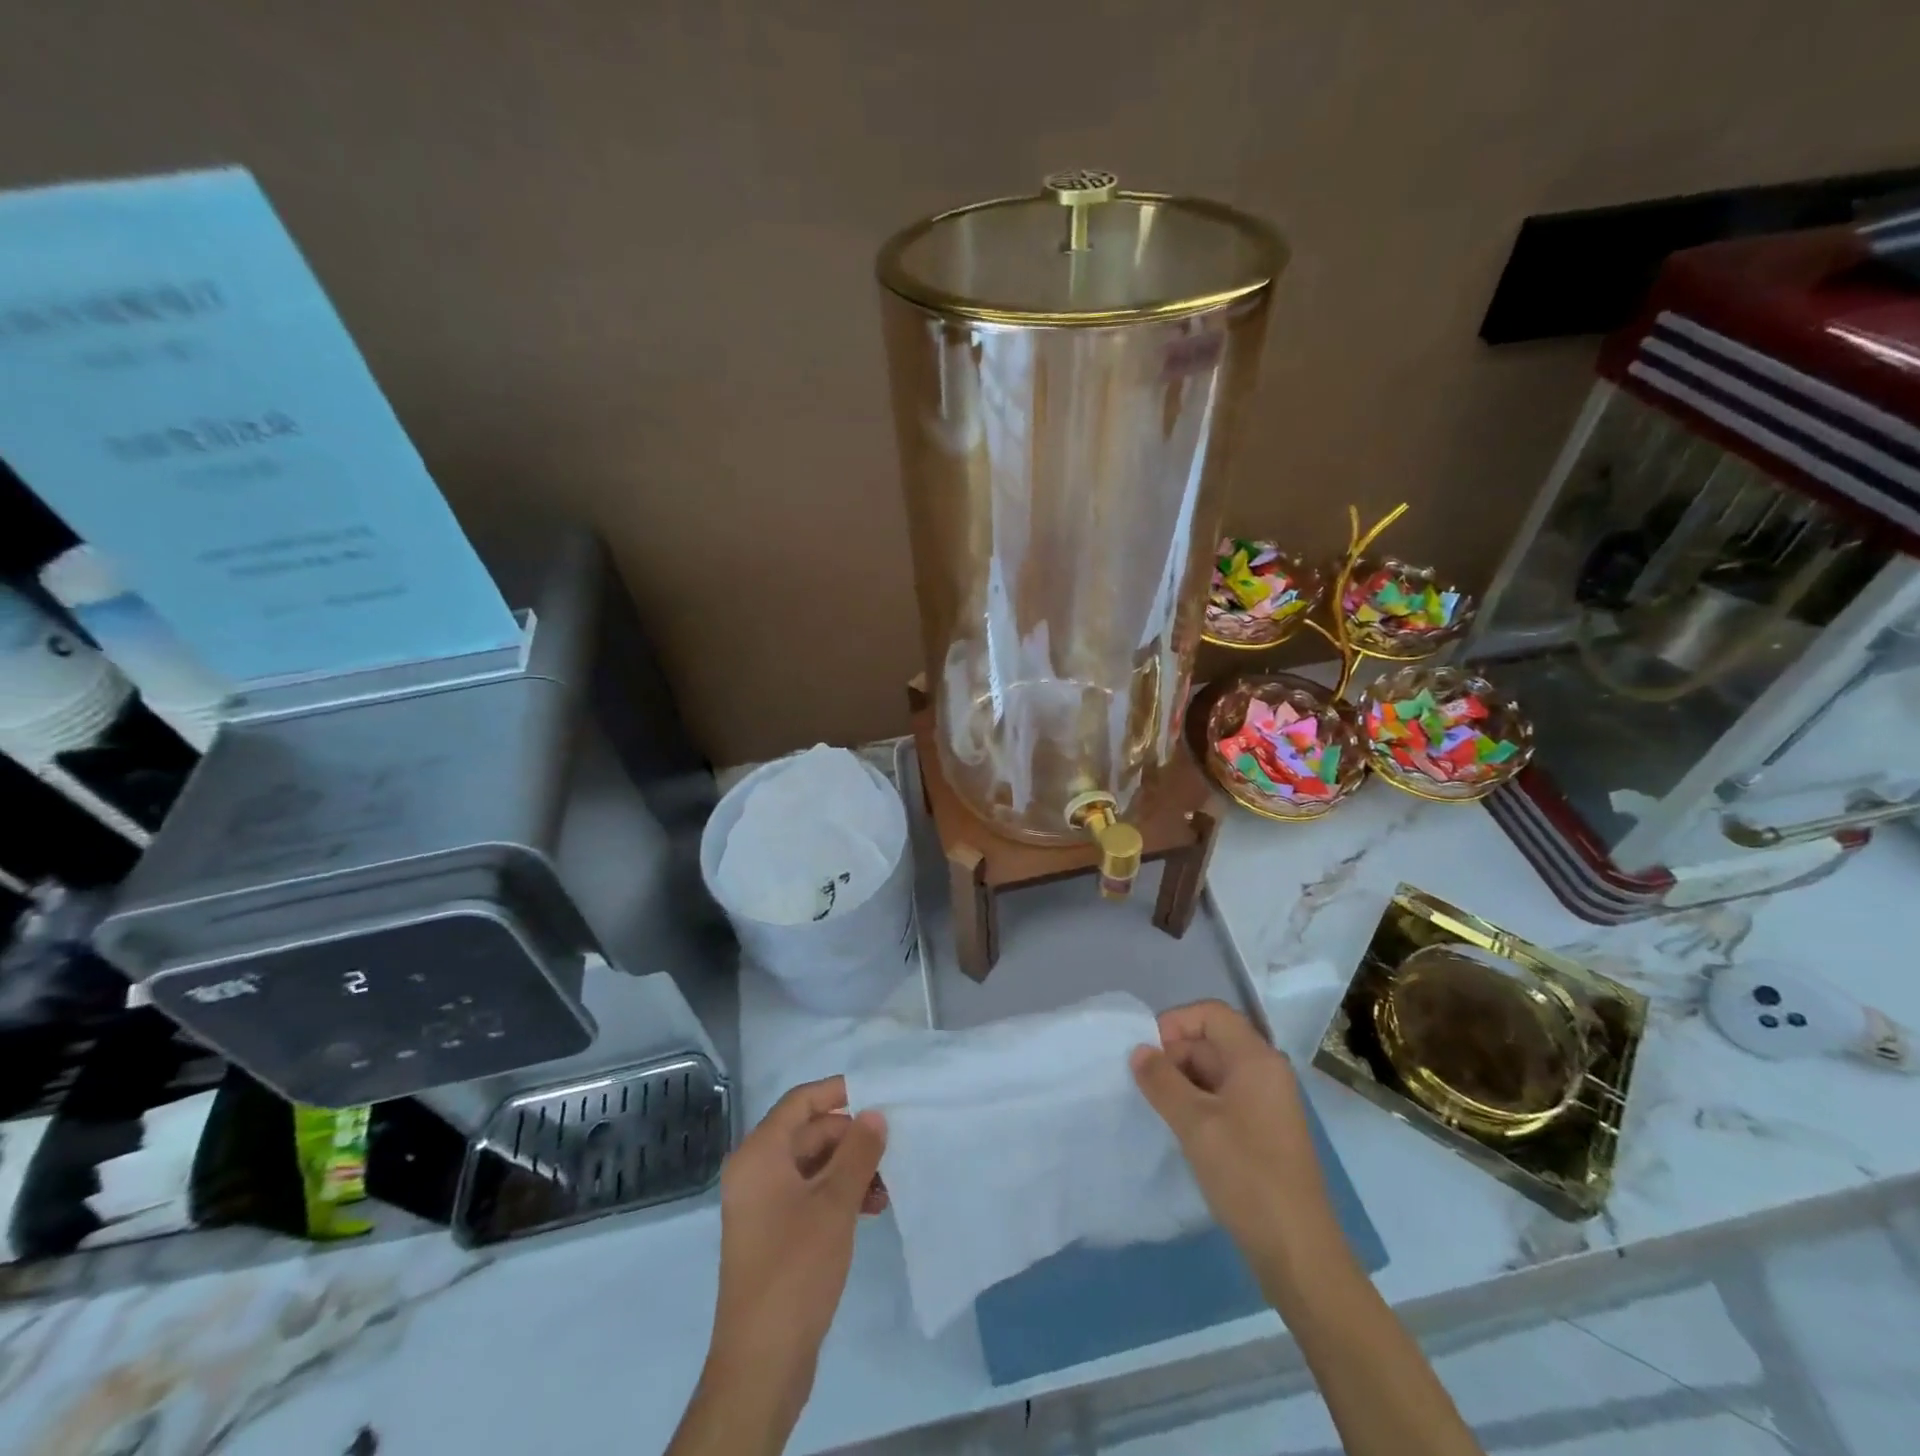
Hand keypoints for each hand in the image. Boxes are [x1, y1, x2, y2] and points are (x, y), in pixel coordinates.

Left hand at [698, 1078, 886, 1438]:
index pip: (800, 1102)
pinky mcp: (774, 1234)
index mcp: (759, 1154)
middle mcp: (755, 1172)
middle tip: (891, 1148)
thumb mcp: (835, 1204)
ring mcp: (762, 1205)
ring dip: (850, 1169)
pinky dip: (839, 1194)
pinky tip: (871, 1208)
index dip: (838, 1092)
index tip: (878, 1094)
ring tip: (886, 1186)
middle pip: (809, 1133)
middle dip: (851, 1138)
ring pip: (813, 1165)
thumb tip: (874, 1114)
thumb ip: (858, 1152)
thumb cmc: (795, 1268)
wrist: (762, 1362)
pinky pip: (809, 1194)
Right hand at [1130, 1000, 1345, 1292]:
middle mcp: (1266, 1072)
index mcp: (1256, 1059)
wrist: (1298, 1251)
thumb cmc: (1247, 1175)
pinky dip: (1198, 1104)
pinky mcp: (1264, 1131)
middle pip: (1212, 1041)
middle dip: (1174, 1055)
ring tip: (1158, 1110)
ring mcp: (1267, 1103)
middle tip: (1146, 1087)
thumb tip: (1139, 1051)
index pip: (1211, 1014)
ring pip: (1215, 1072)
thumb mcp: (1195, 1123)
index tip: (1147, 1053)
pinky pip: (1224, 1098)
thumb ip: (1162, 1081)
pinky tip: (1180, 1130)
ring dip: (1183, 1082)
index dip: (1175, 1023)